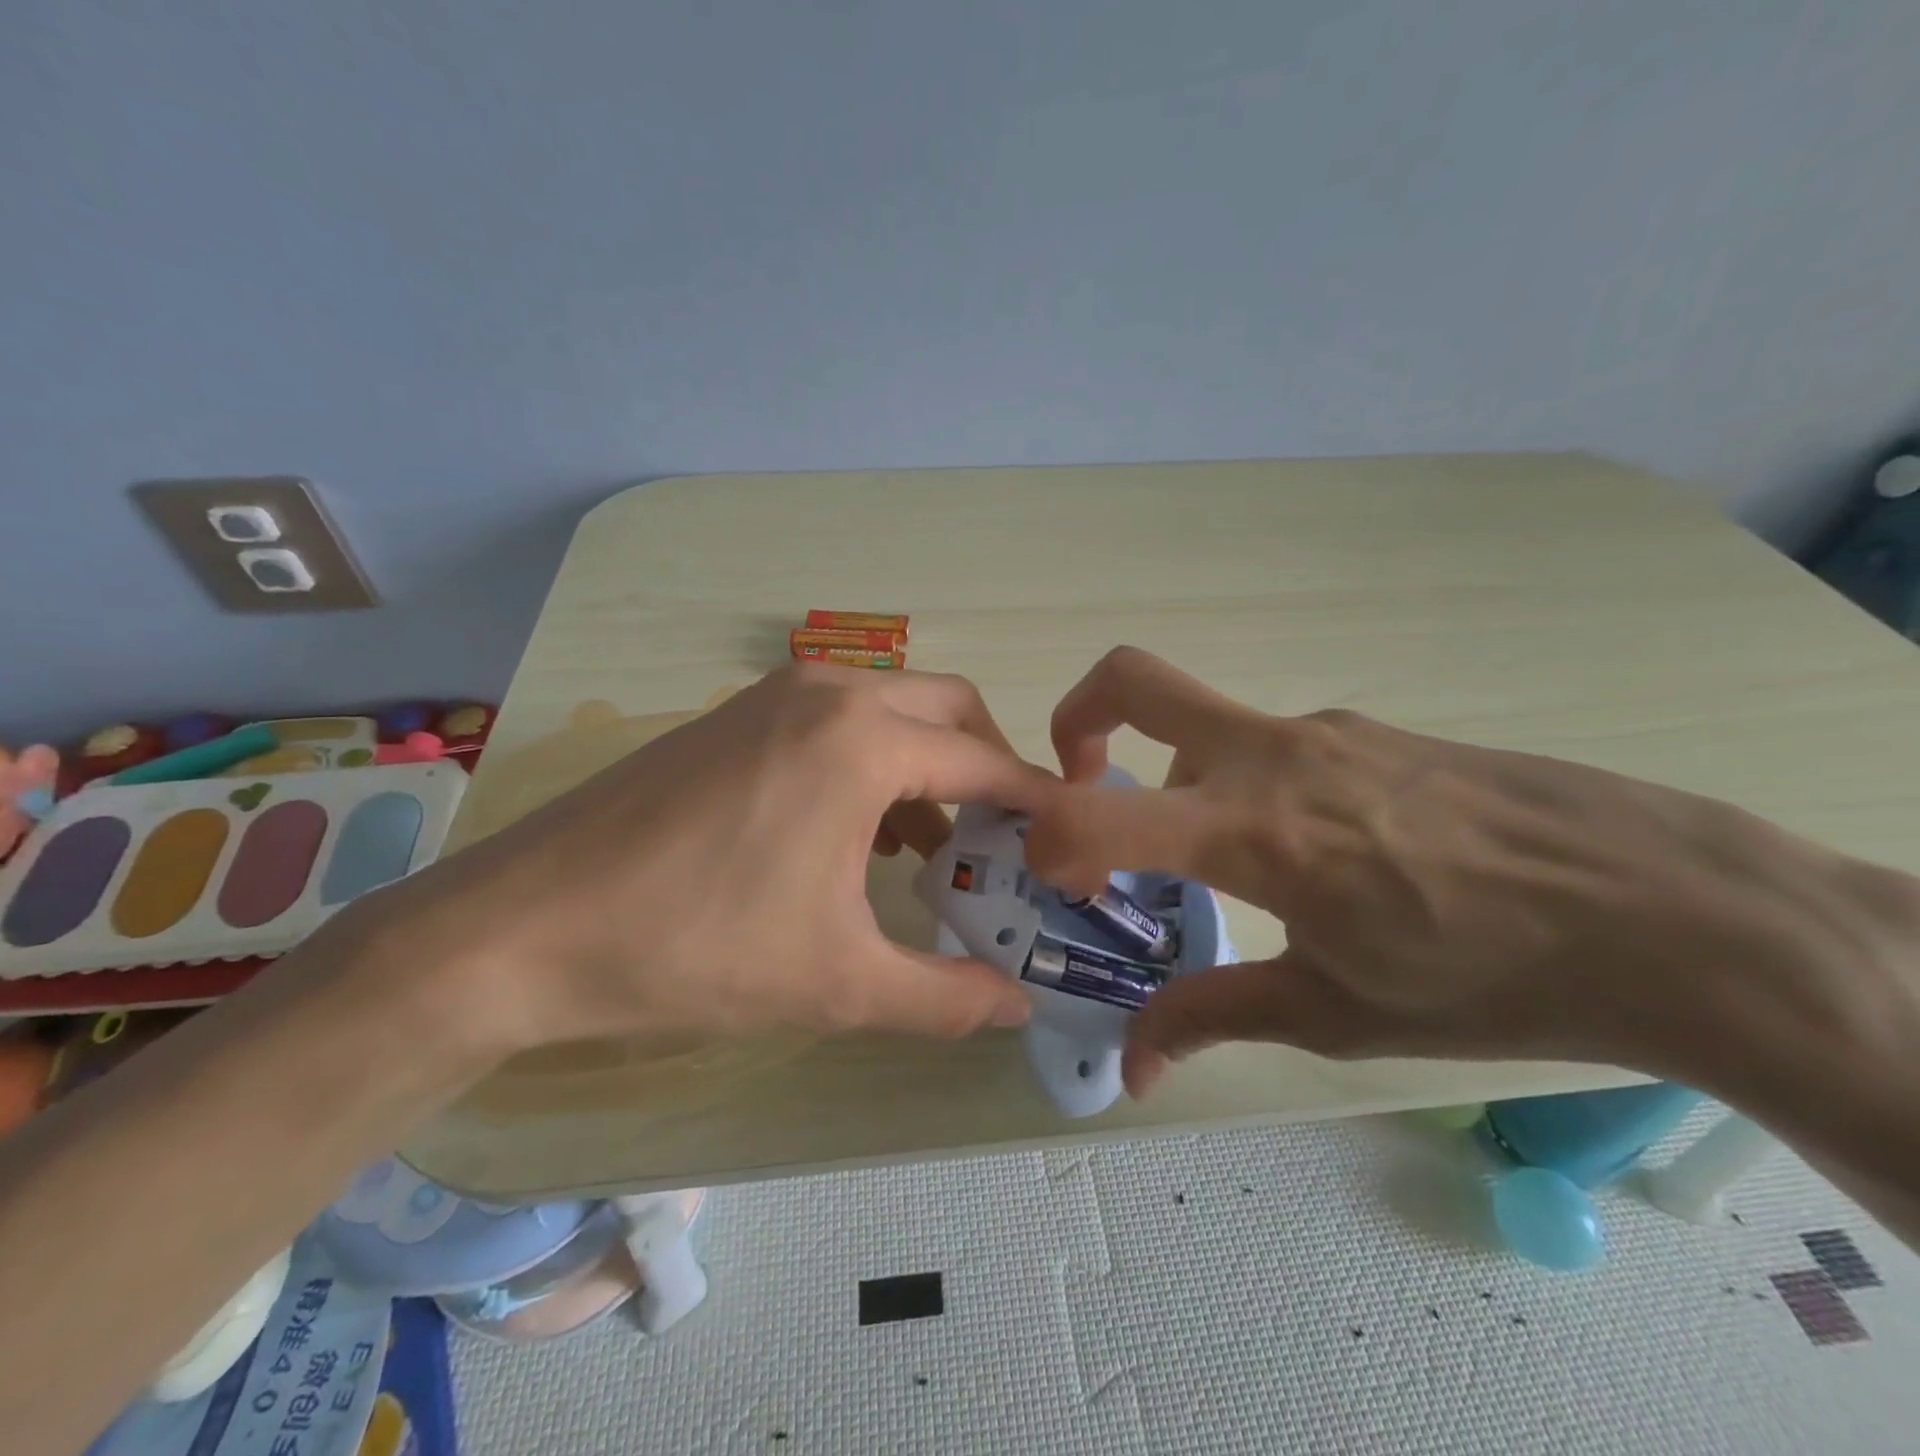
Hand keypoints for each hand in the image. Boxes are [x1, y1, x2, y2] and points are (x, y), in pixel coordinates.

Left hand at [355, 664, 1052, 1056]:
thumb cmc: (694, 948)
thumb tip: (1019, 1011)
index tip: (1066, 842)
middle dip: (989, 768)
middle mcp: (829, 693)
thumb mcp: (837, 983)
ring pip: (892, 710)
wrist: (522, 927)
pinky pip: (837, 720)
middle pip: (950, 711)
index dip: (1037, 805)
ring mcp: (774, 694)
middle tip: (1002, 840)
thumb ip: (945, 997)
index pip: (987, 764)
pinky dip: (873, 761)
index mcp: (864, 742)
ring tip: (930, 849)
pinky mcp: (736, 714)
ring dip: (929, 766)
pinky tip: (856, 833)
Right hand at [1023, 647, 1872, 1096]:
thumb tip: (1132, 1068)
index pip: (1095, 814)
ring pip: (1207, 724)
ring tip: (1223, 863)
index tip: (1053, 876)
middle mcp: (1269, 756)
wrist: (1669, 909)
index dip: (1046, 840)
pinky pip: (1273, 745)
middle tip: (1077, 780)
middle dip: (1077, 716)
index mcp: (1248, 830)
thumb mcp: (1333, 1010)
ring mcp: (1322, 730)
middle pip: (1132, 679)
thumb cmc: (1487, 975)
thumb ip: (1211, 1018)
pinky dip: (1246, 784)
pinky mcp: (1368, 729)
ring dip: (1177, 777)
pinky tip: (1315, 852)